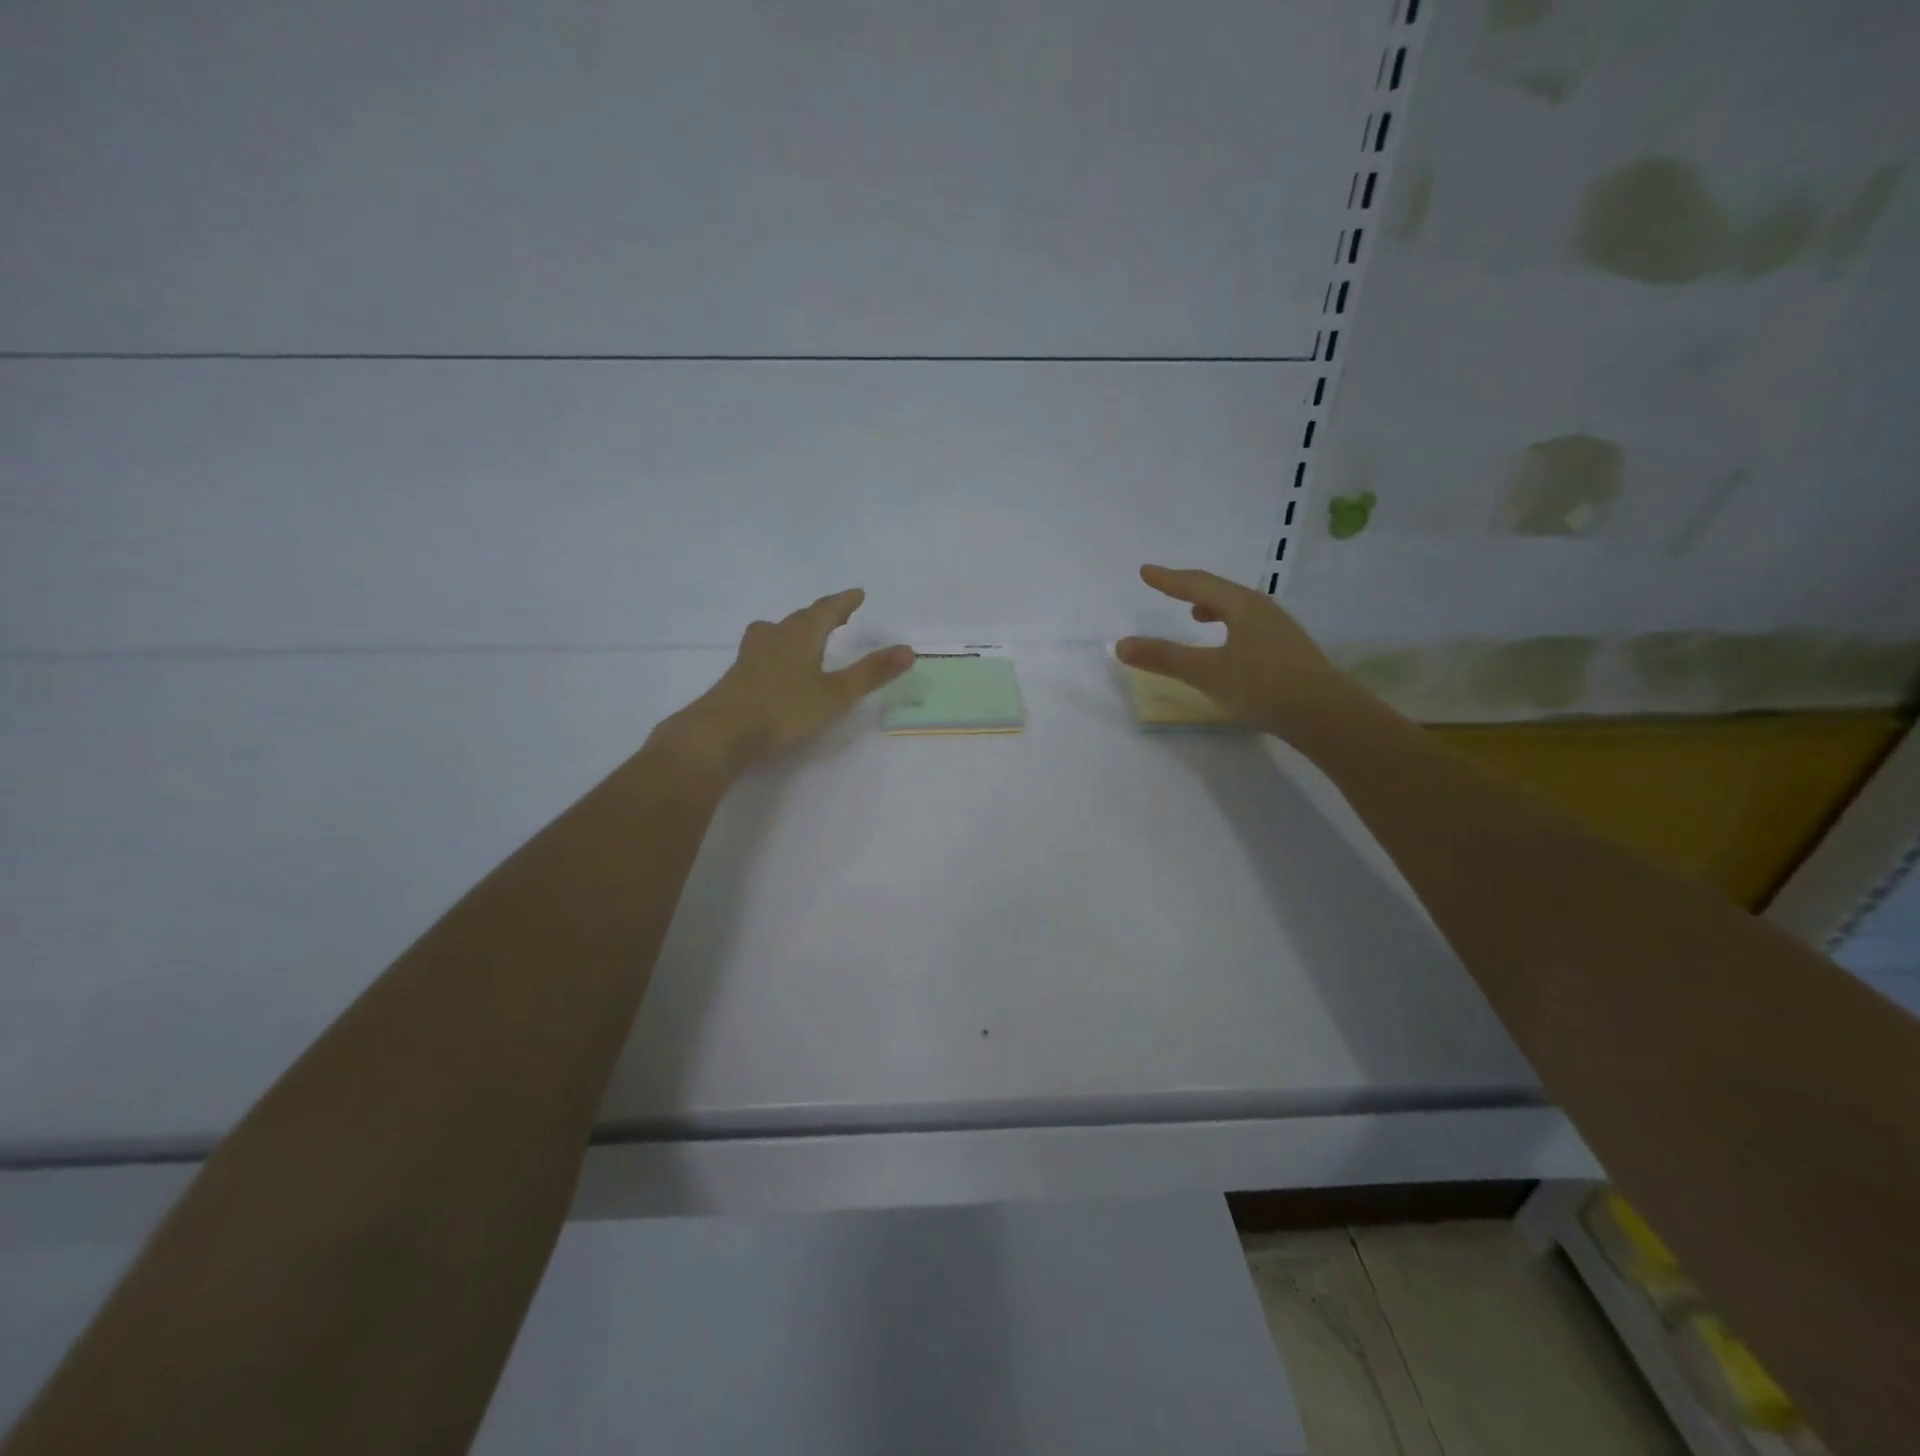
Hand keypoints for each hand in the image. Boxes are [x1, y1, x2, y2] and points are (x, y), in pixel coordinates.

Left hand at [659, 589, 914, 775]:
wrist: (721, 733)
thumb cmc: (784, 709)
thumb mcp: (835, 694)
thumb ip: (871, 673)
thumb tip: (909, 649)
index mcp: (800, 636)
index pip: (825, 610)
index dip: (843, 602)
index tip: (857, 594)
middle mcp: (774, 638)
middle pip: (799, 619)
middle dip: (820, 615)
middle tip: (836, 614)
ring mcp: (751, 656)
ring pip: (774, 632)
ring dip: (793, 629)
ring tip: (801, 634)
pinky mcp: (737, 677)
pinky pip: (762, 651)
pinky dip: (776, 649)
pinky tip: (773, 666)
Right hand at [1115, 565, 1352, 731]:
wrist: (1326, 715)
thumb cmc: (1263, 686)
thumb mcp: (1207, 672)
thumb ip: (1165, 657)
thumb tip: (1121, 644)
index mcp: (1242, 606)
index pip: (1198, 585)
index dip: (1169, 579)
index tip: (1146, 571)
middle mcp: (1263, 610)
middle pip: (1221, 592)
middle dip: (1192, 589)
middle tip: (1169, 587)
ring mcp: (1279, 630)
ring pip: (1239, 609)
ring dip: (1213, 608)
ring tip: (1196, 615)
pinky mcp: (1288, 651)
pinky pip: (1250, 627)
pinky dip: (1229, 627)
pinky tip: (1228, 647)